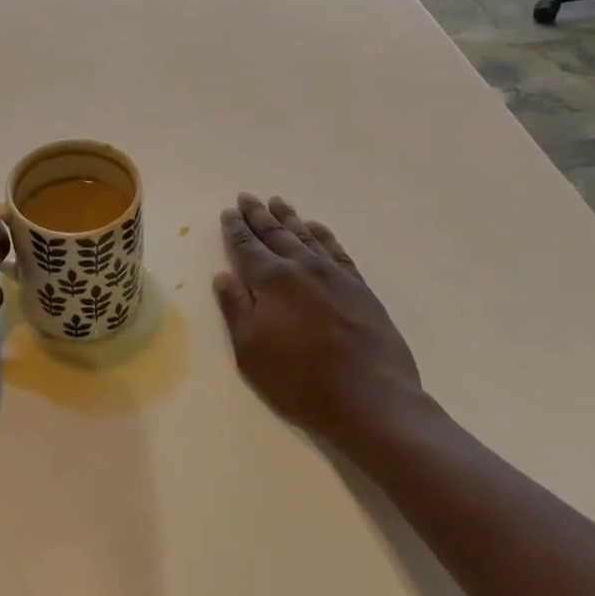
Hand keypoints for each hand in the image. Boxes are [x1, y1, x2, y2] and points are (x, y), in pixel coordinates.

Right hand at [214, 194, 422, 446]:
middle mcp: (302, 267)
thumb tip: (223, 276)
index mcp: (272, 281)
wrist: (371, 398)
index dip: (236, 229)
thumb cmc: (301, 380)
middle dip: (258, 215)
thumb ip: (236, 309)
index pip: (247, 246)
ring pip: (306, 236)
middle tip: (247, 197)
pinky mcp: (359, 287)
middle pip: (275, 234)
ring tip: (277, 202)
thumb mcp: (252, 351)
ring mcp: (334, 275)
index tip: (228, 212)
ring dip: (289, 218)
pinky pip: (337, 250)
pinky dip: (324, 235)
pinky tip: (317, 228)